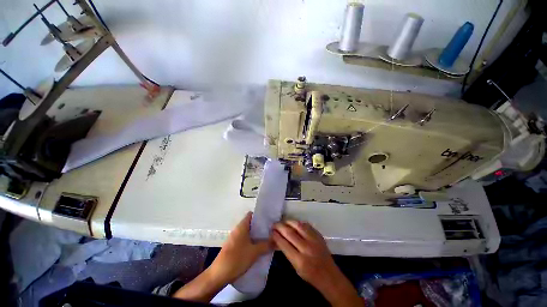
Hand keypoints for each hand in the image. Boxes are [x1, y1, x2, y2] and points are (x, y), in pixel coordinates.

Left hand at [173, 212, 270, 302]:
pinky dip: (252, 241)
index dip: (260, 215)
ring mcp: (235, 238)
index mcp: (242, 226)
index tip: (270, 219)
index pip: (251, 214)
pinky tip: (258, 247)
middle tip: (271, 229)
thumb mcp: (254, 252)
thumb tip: (278, 241)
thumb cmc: (237, 259)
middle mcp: (238, 229)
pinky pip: (245, 239)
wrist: (218, 275)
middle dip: (261, 226)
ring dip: (257, 234)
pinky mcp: (233, 246)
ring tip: (268, 238)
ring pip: (248, 232)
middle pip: (251, 223)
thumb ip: (267, 245)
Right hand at [272, 220, 363, 306]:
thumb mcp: (296, 268)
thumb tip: (278, 239)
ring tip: (283, 221)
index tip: (271, 231)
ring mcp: (314, 240)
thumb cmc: (310, 275)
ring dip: (288, 221)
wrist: (329, 275)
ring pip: (298, 225)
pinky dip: (298, 222)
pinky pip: (306, 225)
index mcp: (300, 261)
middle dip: (280, 226)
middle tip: (274, 224)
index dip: (276, 236)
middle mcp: (307, 248)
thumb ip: (287, 252)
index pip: (284, 244)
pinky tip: (293, 222)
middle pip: (290, 232)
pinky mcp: (318, 235)